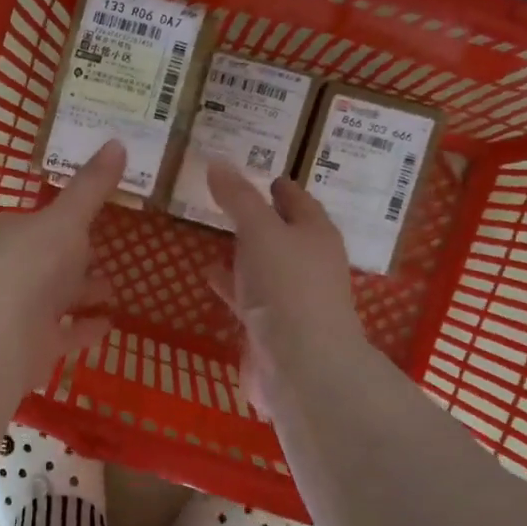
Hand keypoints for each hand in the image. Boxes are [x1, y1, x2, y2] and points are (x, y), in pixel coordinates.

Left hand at [0, 140, 123, 381]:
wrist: (2, 330)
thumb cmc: (33, 262)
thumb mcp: (67, 217)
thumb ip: (92, 186)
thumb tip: (117, 141)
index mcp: (13, 234)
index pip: (40, 221)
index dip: (65, 219)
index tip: (92, 217)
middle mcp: (13, 269)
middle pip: (49, 260)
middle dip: (77, 258)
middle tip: (108, 254)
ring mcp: (22, 310)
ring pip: (57, 297)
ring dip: (83, 293)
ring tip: (114, 289)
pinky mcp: (34, 344)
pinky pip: (66, 332)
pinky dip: (86, 327)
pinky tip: (110, 324)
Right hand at [205, 160, 366, 410]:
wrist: (301, 366)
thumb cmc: (287, 288)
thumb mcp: (260, 231)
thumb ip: (238, 198)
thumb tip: (217, 160)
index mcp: (316, 234)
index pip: (299, 201)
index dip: (280, 186)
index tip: (262, 174)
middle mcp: (309, 264)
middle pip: (284, 233)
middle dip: (261, 218)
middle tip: (230, 200)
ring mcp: (291, 298)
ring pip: (265, 265)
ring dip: (244, 252)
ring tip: (214, 235)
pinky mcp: (271, 327)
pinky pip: (249, 296)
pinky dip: (232, 284)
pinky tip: (210, 276)